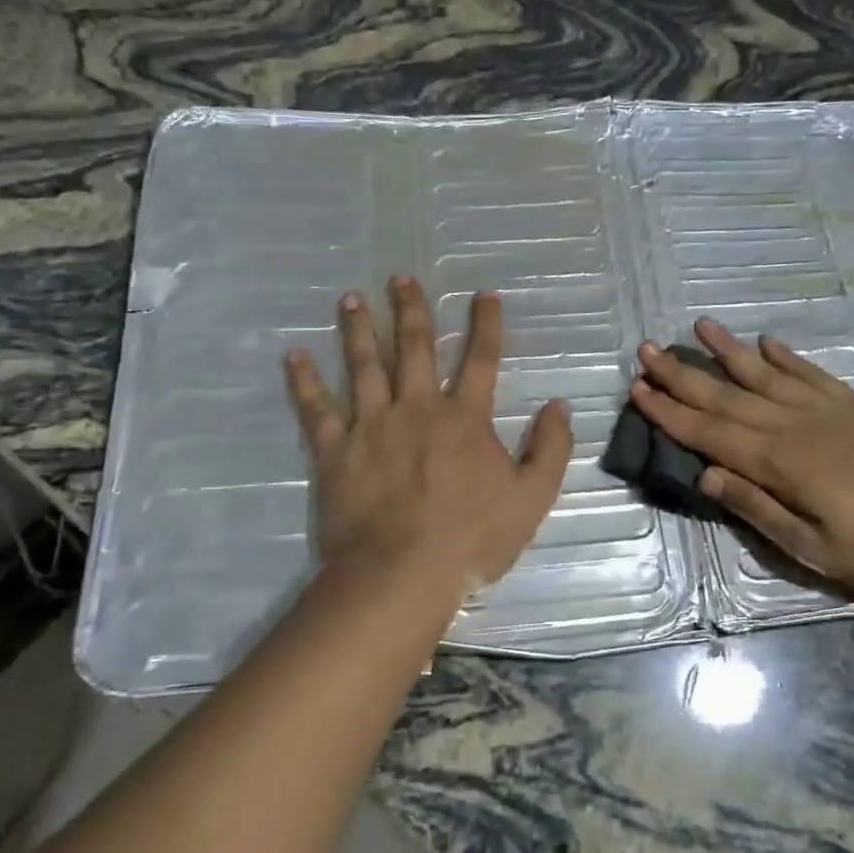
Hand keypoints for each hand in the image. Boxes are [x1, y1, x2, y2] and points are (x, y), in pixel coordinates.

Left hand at [284, 278, 573, 601]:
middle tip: (400, 278)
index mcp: (464, 418)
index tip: (484, 294)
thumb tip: (559, 406)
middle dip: (410, 309)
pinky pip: (316, 410)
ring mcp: (372, 425)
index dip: (486, 324)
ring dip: (358, 329)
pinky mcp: (336, 450)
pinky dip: (304, 382)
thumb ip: (549, 449)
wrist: (402, 574)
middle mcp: (417, 408)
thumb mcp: (531, 498)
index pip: (481, 359)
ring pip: (364, 365)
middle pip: (414, 347)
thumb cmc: (471, 539)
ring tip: (351, 298)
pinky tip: (294, 357)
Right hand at [631, 320, 853, 597]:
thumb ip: (758, 509)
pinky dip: (786, 357)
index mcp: (777, 462)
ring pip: (763, 374)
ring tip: (699, 326)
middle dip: (681, 375)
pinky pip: (810, 374)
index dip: (669, 411)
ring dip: (728, 351)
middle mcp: (791, 425)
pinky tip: (768, 342)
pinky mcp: (853, 406)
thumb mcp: (814, 548)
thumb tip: (708, 476)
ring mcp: (824, 410)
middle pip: (725, 396)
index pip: (708, 432)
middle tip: (646, 350)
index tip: (637, 388)